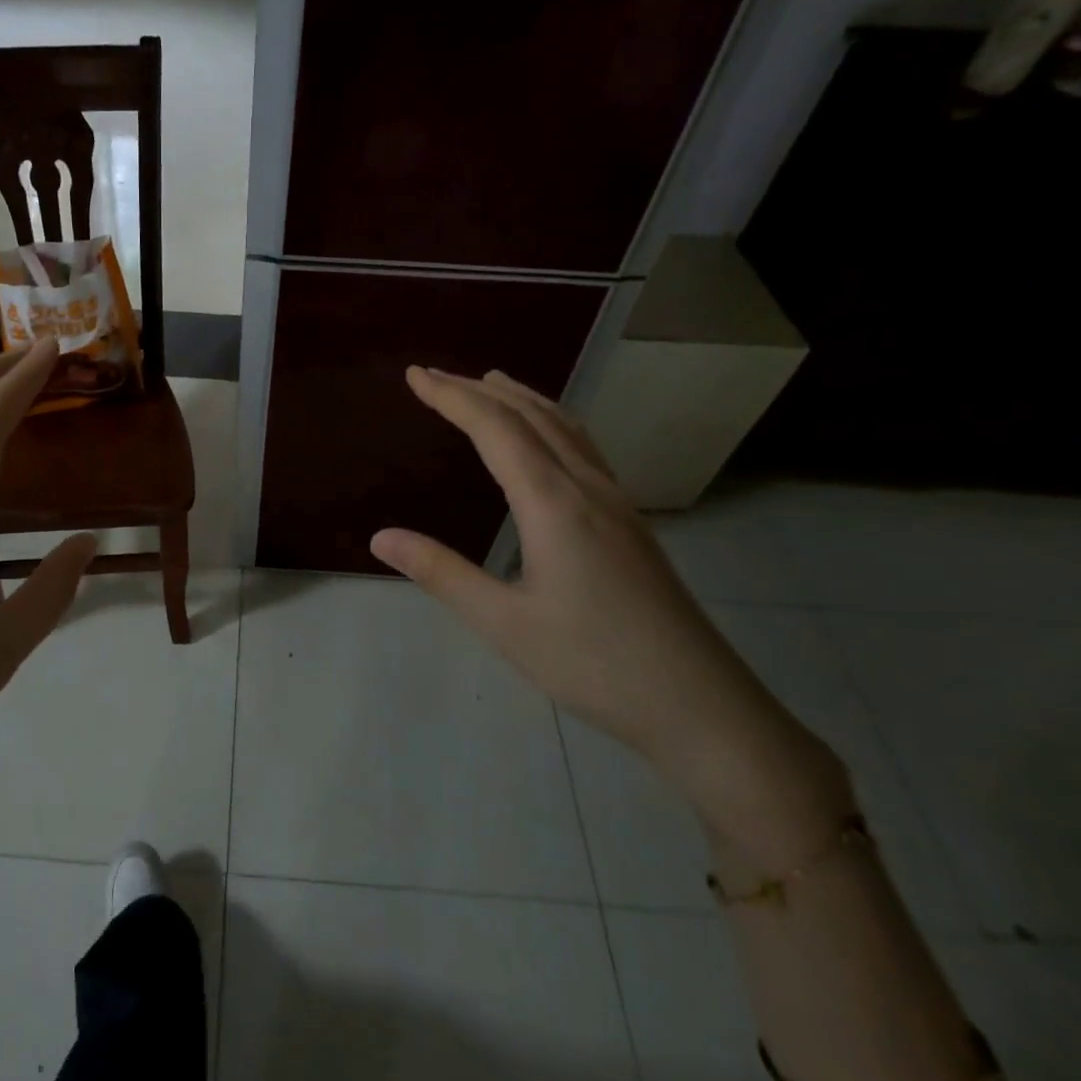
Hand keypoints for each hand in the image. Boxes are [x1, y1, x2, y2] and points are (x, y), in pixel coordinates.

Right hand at [370, 367, 849, 855]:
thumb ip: (441, 573)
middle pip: (531, 417)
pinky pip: (584, 449)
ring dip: (522, 399)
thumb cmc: (593, 664)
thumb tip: (380, 536)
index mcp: (553, 503)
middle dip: (480, 390)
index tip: (414, 375)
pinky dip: (552, 422)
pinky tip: (548, 439)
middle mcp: (588, 488)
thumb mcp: (503, 623)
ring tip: (491, 383)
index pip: (495, 430)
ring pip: (566, 428)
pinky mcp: (630, 523)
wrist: (700, 705)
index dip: (452, 397)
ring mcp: (616, 503)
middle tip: (435, 375)